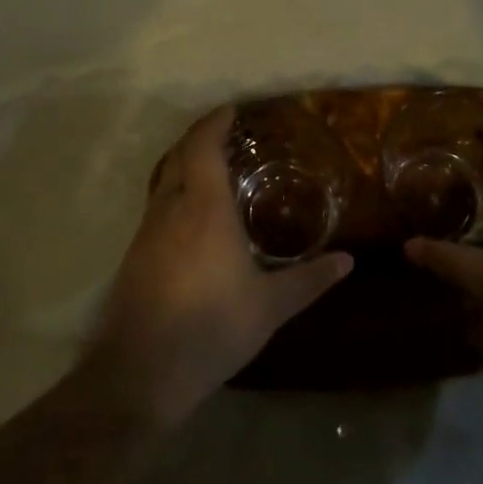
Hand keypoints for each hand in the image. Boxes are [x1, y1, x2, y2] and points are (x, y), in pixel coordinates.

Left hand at [83, 105, 351, 427]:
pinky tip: (191, 216)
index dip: (215, 122)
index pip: (203, 145)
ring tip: (213, 168)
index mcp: (204, 208)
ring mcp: (147, 230)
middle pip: (180, 154)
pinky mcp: (134, 254)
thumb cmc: (211, 329)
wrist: (140, 373)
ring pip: (164, 178)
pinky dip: (175, 190)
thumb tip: (348, 261)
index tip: (232, 110)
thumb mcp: (269, 307)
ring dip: (185, 162)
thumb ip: (309, 280)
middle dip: (200, 136)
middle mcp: (171, 208)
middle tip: (227, 133)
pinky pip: (157, 204)